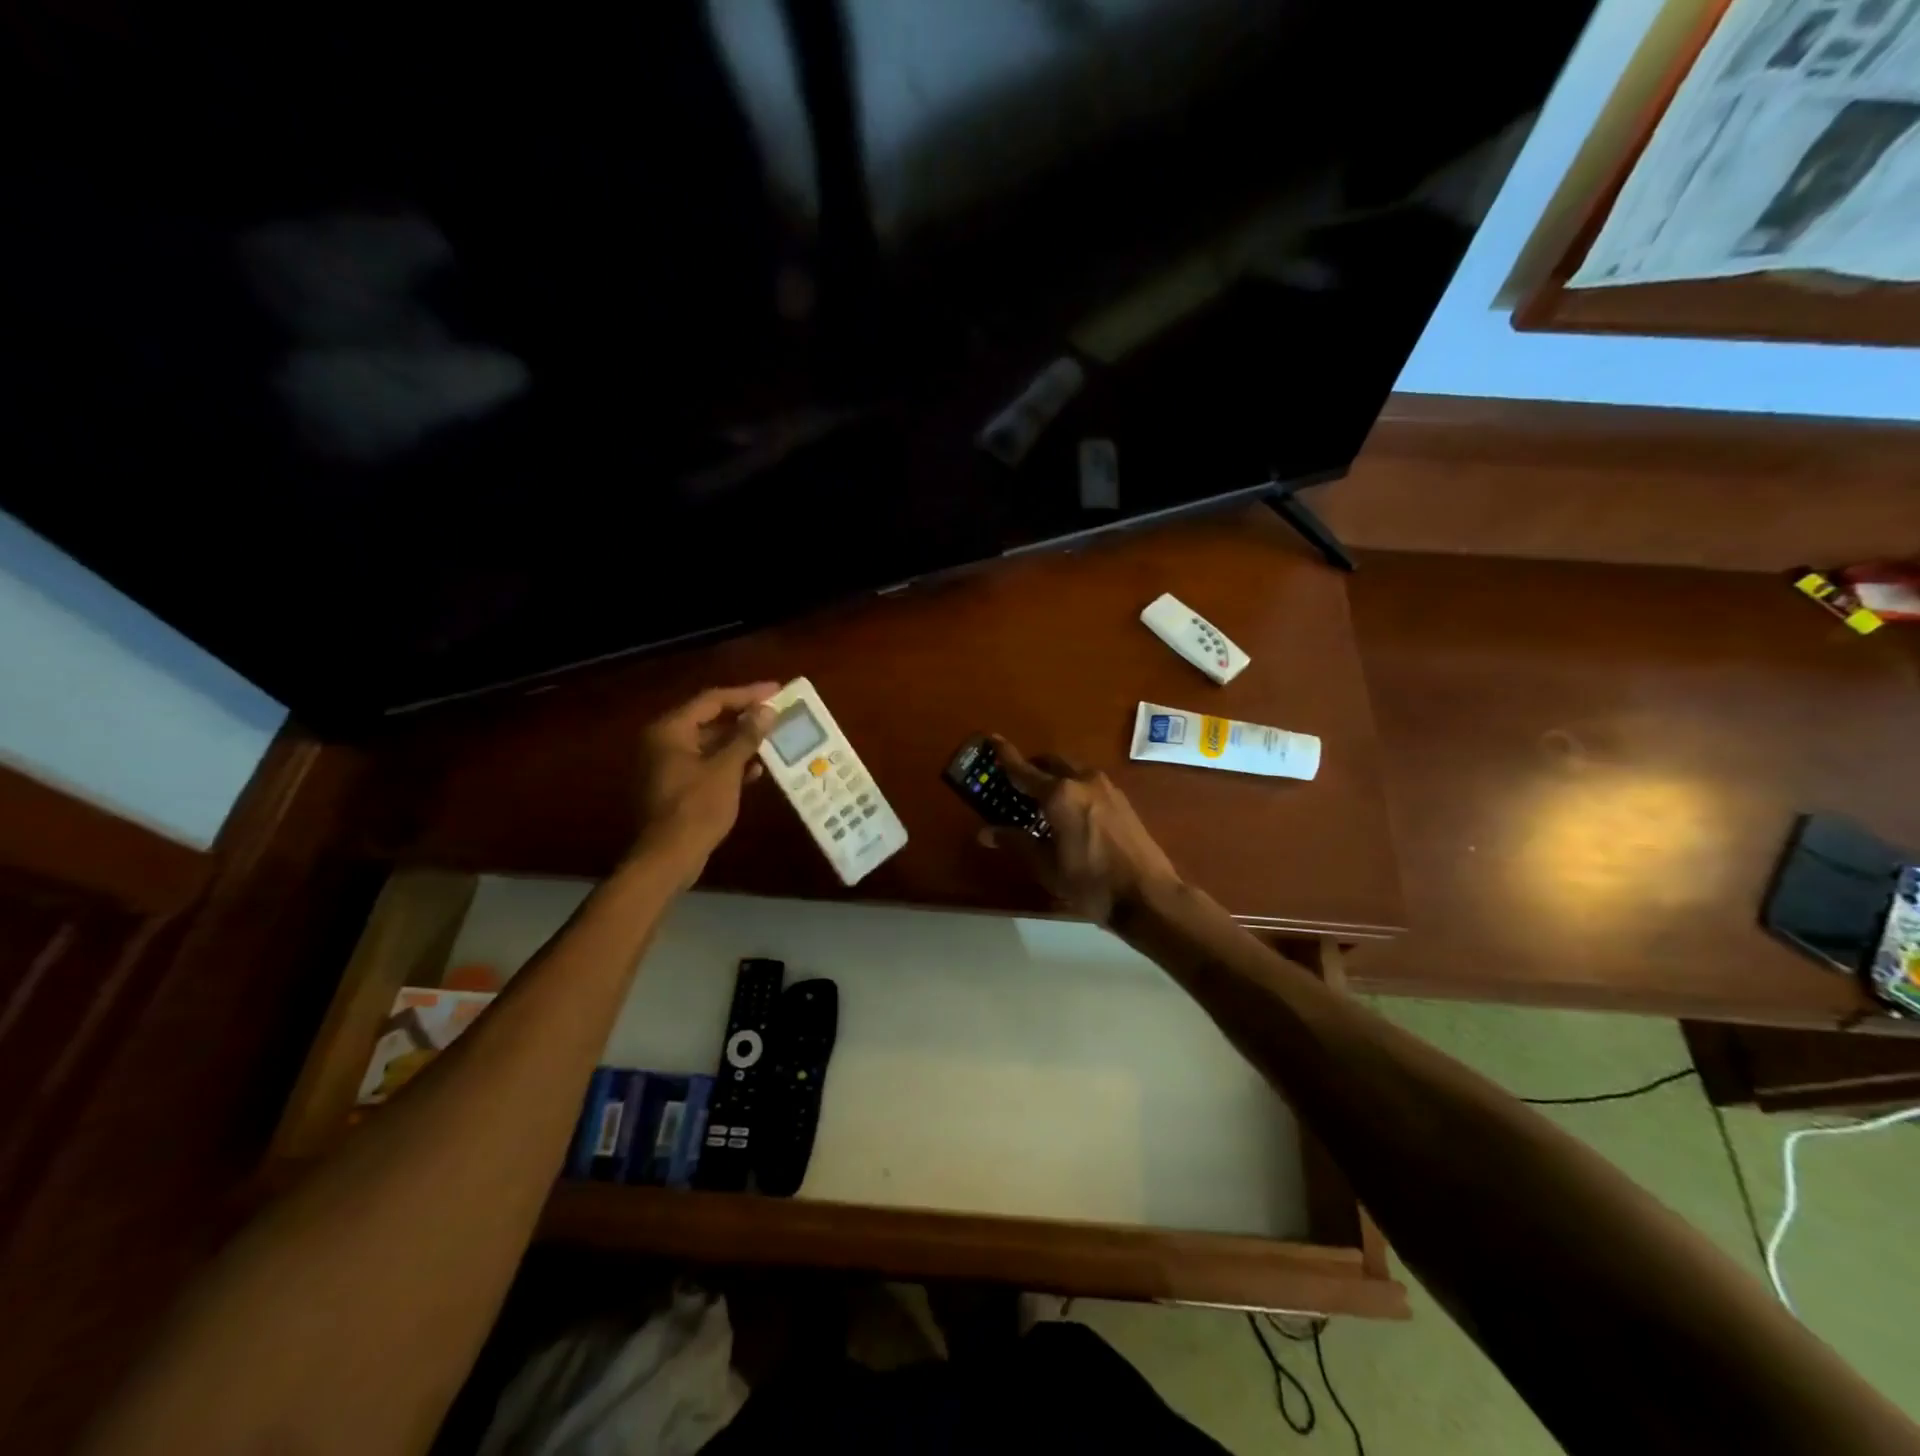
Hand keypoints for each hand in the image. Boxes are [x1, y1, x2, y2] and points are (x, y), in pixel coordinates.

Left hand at [631, 684, 778, 887]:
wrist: (668, 857)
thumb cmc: (696, 808)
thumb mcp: (726, 770)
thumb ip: (746, 737)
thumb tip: (767, 710)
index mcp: (670, 730)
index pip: (712, 700)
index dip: (746, 694)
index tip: (776, 691)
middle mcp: (664, 742)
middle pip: (709, 719)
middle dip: (744, 717)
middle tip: (776, 712)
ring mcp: (667, 765)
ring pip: (709, 743)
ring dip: (739, 741)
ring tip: (772, 738)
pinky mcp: (675, 786)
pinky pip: (705, 764)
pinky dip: (728, 764)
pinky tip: (755, 770)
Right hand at [977, 737, 1181, 924]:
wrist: (1147, 895)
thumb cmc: (1090, 883)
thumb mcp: (1047, 866)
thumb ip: (1016, 842)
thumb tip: (984, 833)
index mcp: (1059, 794)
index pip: (1024, 770)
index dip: (1005, 755)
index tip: (992, 739)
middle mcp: (1082, 781)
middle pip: (1051, 763)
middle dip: (1032, 768)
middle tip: (1016, 784)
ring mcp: (1106, 788)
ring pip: (1072, 771)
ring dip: (1055, 777)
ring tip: (1043, 802)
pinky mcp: (1122, 800)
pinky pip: (1088, 783)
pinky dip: (1073, 788)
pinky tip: (1070, 813)